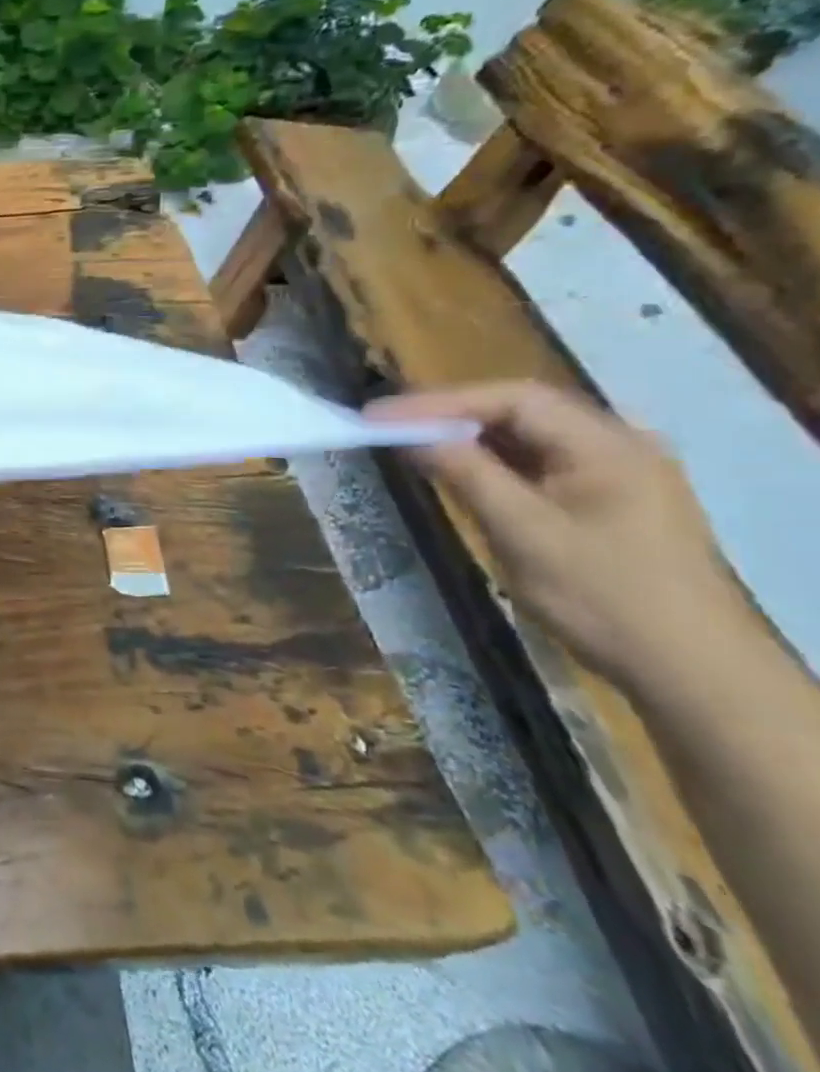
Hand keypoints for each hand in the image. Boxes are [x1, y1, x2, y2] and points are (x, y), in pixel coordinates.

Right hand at [369, 381, 741, 692]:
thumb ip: (466, 473)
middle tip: (388, 425)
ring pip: (528, 437)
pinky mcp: (608, 499)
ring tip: (411, 443)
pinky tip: (461, 470)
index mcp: (608, 445)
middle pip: (520, 411)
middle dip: (450, 415)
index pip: (512, 400)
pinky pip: (540, 463)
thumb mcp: (523, 532)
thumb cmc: (604, 597)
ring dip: (469, 437)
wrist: (692, 671)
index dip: (439, 402)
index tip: (380, 416)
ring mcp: (617, 472)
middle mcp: (618, 445)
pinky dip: (494, 461)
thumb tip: (410, 434)